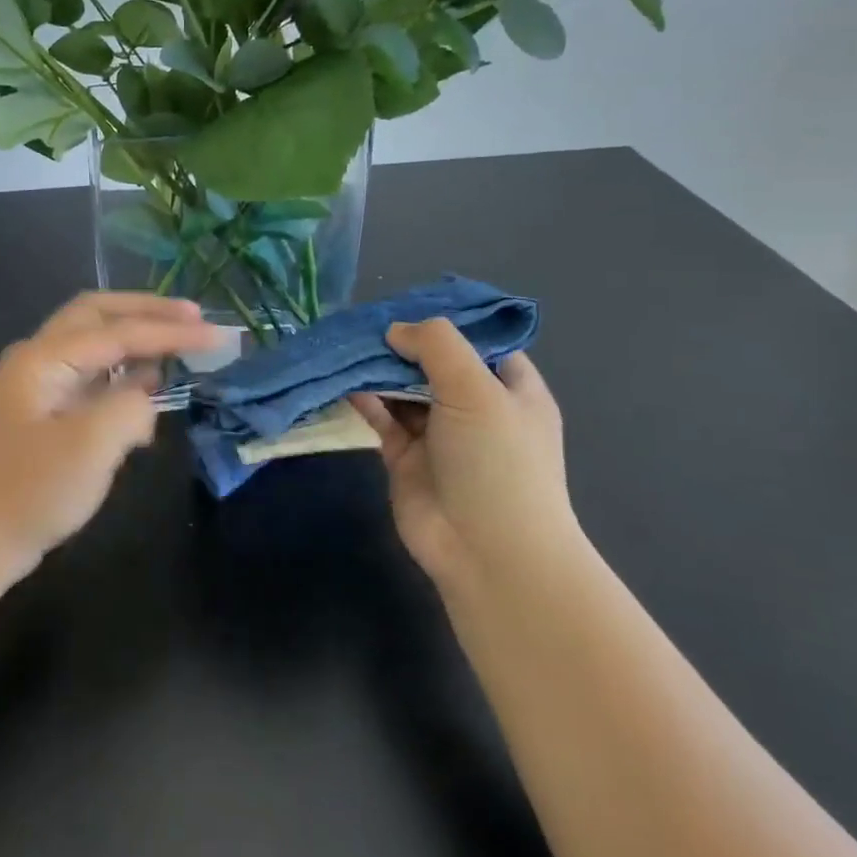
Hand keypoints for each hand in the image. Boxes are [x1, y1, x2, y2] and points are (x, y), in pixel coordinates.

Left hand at [0, 293, 224, 578]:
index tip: (218, 335)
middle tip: (194, 317)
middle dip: (148, 311)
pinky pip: (90, 377)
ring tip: (179, 345)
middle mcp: (39, 359)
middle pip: (98, 314)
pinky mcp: (44, 414)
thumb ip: (130, 407)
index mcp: (44, 357)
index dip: (171, 331)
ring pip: (94, 343)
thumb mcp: (89, 447)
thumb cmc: (28, 492)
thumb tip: (145, 397)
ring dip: (135, 339)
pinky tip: (146, 392)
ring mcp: (39, 386)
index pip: (120, 331)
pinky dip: (122, 375)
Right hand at [353, 322, 581, 592]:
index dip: (446, 323)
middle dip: (402, 344)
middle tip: (363, 322)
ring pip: (404, 389)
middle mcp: (476, 408)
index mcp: (511, 389)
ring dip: (379, 370)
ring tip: (345, 344)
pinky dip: (366, 399)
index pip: (479, 343)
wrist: (487, 551)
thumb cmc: (497, 460)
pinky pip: (383, 418)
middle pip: (434, 363)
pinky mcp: (407, 458)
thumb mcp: (476, 388)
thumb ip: (437, 345)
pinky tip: (345, 381)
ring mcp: (440, 435)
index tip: (407, 305)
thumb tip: (396, 330)